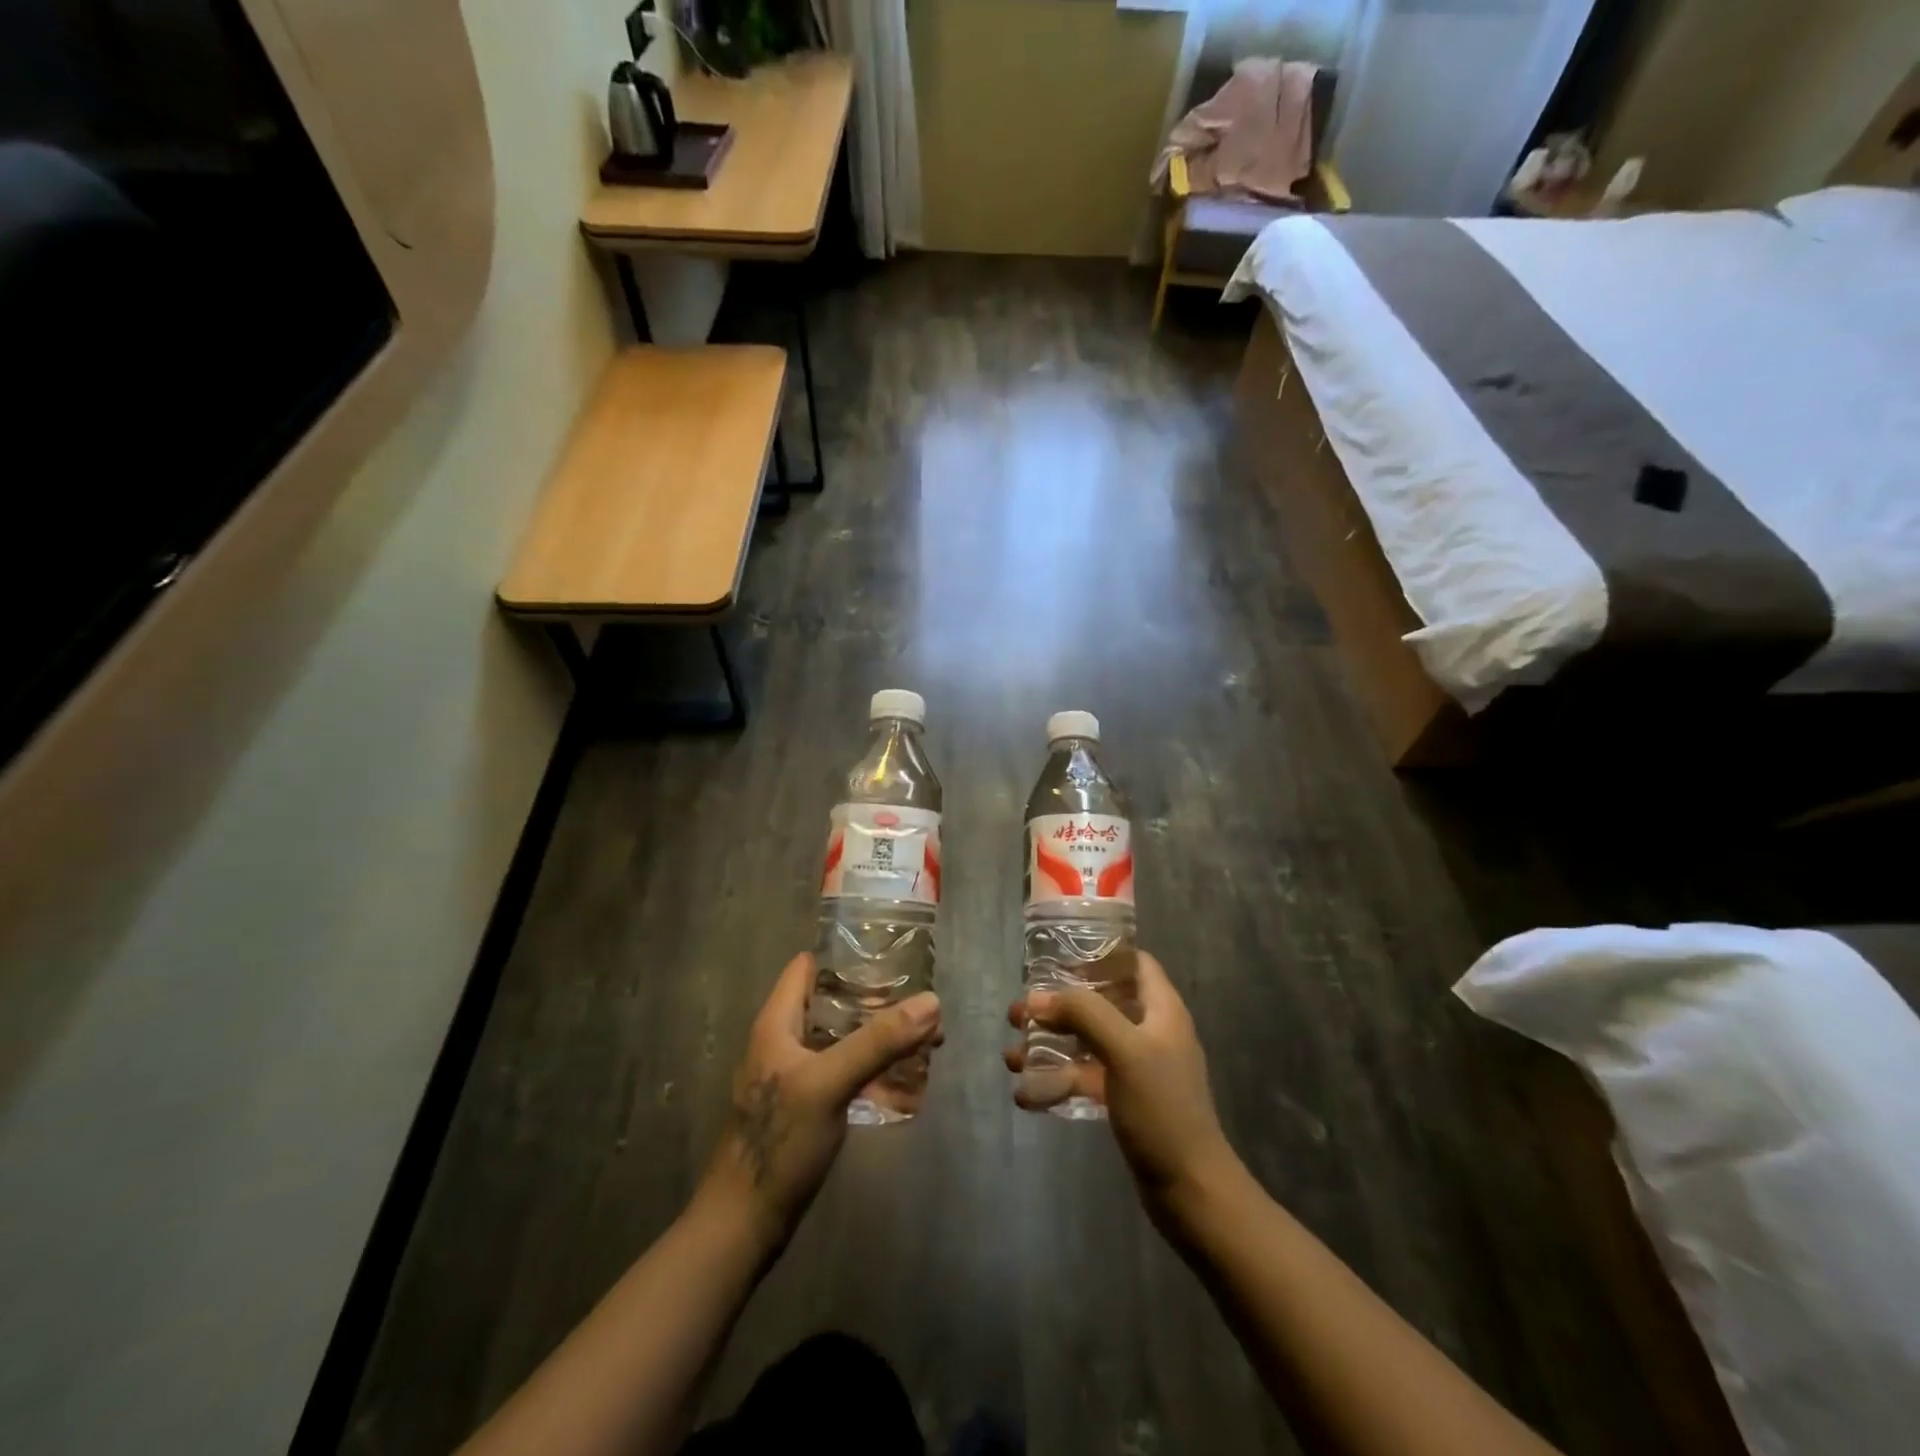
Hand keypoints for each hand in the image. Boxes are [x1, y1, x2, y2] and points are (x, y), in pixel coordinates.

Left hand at [702, 952, 940, 1246]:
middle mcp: (784, 1041)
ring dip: (878, 1033)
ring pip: (841, 1037)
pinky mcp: (807, 1105)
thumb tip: (931, 1001)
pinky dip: (872, 1065)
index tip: (891, 954)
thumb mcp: (829, 1083)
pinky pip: (844, 1069)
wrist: (745, 1223)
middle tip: (922, 1000)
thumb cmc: (779, 1142)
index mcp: (778, 1023)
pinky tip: (905, 1075)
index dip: (845, 955)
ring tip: (926, 1035)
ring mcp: (796, 1075)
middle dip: (876, 998)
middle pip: (832, 1002)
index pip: (808, 967)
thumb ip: (878, 1042)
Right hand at [1003, 952, 1238, 1216]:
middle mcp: (1151, 1032)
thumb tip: (1036, 998)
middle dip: (1058, 1005)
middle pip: (1100, 1002)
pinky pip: (1086, 1078)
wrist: (1190, 1191)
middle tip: (1019, 1013)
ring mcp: (1138, 1068)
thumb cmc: (1162, 1109)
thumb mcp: (1124, 1050)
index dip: (1099, 955)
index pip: (1134, 963)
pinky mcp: (1126, 1100)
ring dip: (1050, 1044)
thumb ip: (1083, 1014)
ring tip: (1012, 1057)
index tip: (1057, 960)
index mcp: (1162, 1010)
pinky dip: (1058, 1081)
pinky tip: (1026, 1095)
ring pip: (1087, 1042)